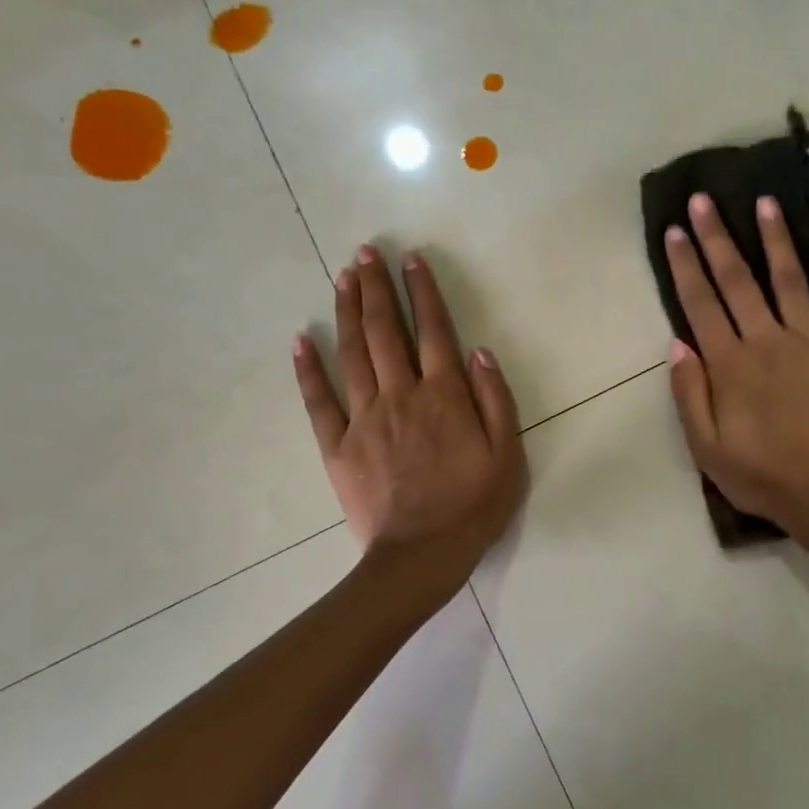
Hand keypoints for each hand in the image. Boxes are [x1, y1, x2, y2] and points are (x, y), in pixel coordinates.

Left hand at [293, 246, 524, 569]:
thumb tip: (478, 350)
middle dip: (376, 288)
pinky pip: (319, 401)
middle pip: (386, 332)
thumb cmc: (473, 506)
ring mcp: (364, 418)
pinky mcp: (338, 445)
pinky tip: (301, 339)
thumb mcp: (507, 455)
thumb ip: (495, 399)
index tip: (411, 260)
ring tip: (342, 278)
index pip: (434, 331)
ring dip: (348, 312)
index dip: (423, 292)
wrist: (422, 555)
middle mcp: (401, 395)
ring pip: (353, 354)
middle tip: (365, 253)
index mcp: (444, 396)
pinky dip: (308, 369)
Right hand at [663, 194, 808, 529]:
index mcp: (730, 365)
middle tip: (704, 199)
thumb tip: (677, 343)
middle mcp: (767, 341)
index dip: (686, 265)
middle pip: (738, 281)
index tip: (675, 230)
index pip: (701, 304)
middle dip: (718, 237)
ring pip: (789, 280)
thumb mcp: (706, 448)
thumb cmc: (761, 476)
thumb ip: (689, 394)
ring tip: (764, 202)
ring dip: (774, 240)